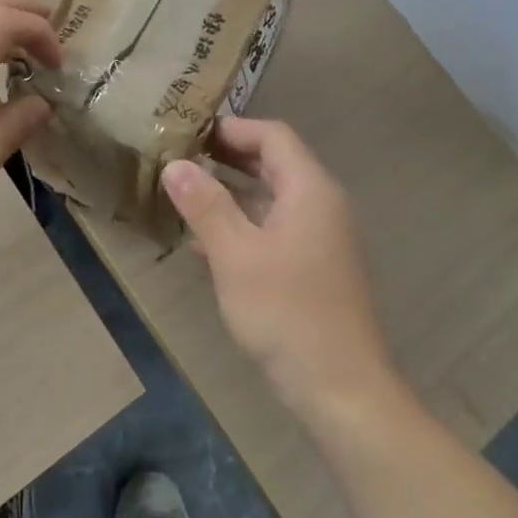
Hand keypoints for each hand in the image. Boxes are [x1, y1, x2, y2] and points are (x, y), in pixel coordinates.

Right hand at [162, 118, 396, 417]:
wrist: (342, 389)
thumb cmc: (286, 313)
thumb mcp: (235, 255)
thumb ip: (205, 205)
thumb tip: (175, 164)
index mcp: (310, 190)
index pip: (273, 136)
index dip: (233, 128)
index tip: (191, 131)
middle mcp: (322, 205)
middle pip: (275, 164)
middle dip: (229, 157)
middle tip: (183, 157)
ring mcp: (323, 238)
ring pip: (274, 198)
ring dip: (233, 192)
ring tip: (187, 195)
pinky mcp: (316, 268)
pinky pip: (277, 229)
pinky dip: (245, 225)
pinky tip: (207, 245)